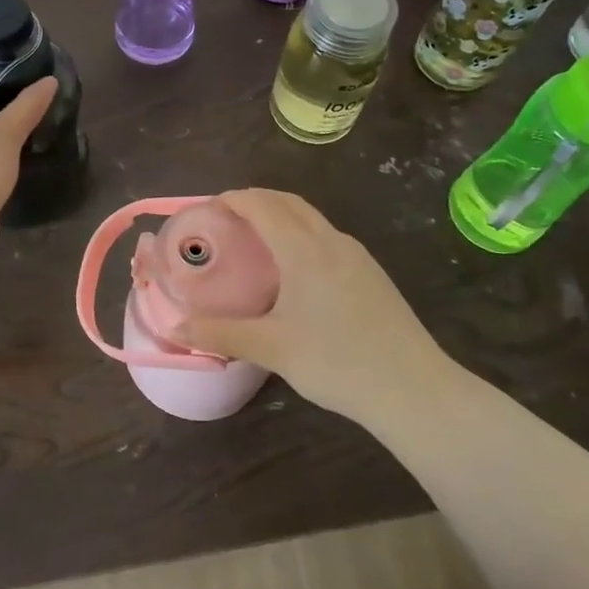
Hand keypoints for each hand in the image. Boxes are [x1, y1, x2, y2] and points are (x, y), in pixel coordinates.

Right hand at [167, 189, 453, 421]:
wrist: (414, 389)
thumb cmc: (337, 363)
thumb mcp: (272, 349)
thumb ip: (221, 334)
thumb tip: (174, 329)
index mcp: (304, 249)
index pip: (262, 205)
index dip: (233, 199)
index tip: (209, 207)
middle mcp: (331, 240)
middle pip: (288, 202)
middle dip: (255, 200)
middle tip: (227, 218)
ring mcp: (356, 255)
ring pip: (311, 218)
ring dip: (281, 214)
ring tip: (256, 239)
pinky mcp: (371, 272)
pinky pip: (327, 236)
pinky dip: (301, 233)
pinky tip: (295, 269)